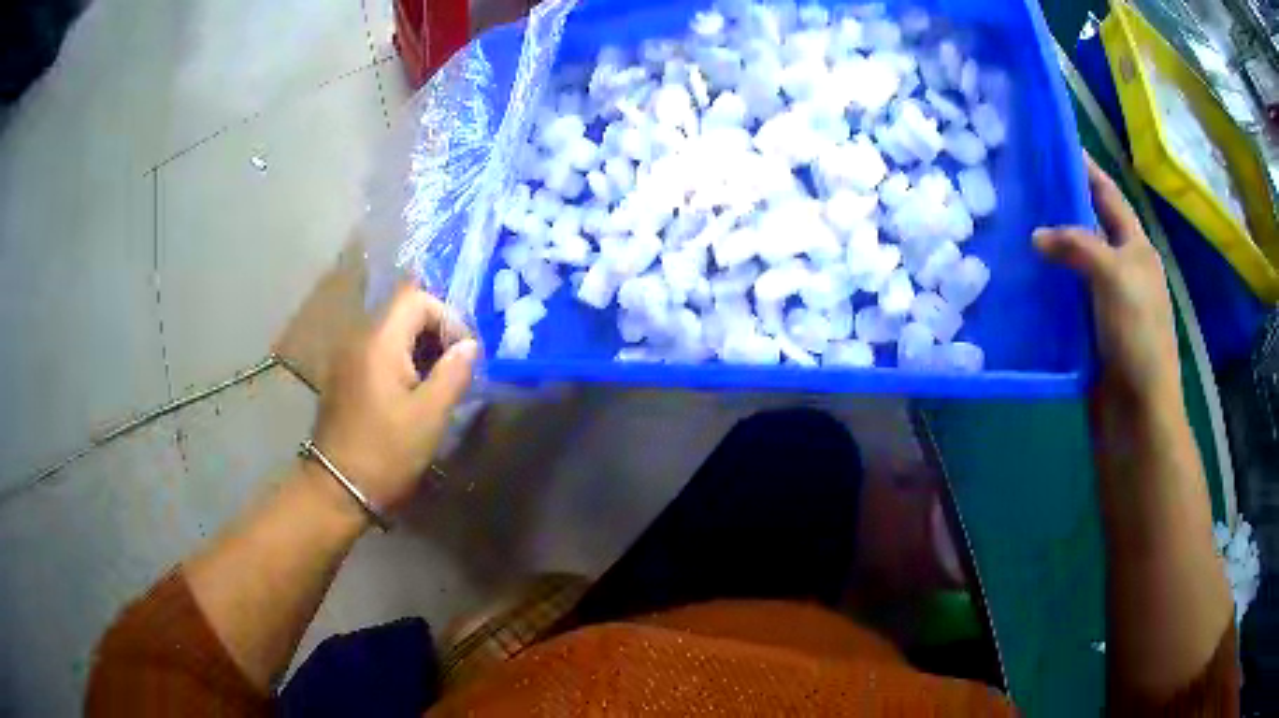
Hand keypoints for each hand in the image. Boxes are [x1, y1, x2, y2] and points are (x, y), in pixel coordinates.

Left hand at [311, 284, 477, 515]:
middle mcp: (358, 339)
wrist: (338, 488)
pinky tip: (409, 395)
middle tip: (454, 370)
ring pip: (390, 333)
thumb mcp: (430, 415)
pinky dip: (399, 362)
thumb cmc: (387, 452)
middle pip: (402, 312)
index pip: (416, 298)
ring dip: (418, 350)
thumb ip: (454, 372)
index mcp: (379, 342)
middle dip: (435, 333)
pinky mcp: (342, 377)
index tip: (463, 354)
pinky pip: (376, 353)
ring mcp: (346, 358)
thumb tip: (470, 345)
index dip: (447, 317)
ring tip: (436, 385)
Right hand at [1033, 154, 1180, 407]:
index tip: (1058, 145)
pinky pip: (1067, 299)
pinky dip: (1050, 287)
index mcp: (1137, 250)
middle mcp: (1124, 270)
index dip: (1087, 170)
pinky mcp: (1092, 332)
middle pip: (1092, 227)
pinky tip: (1025, 281)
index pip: (1109, 197)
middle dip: (1064, 206)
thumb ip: (1078, 246)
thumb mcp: (1114, 277)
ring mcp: (1107, 303)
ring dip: (1053, 249)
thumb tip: (1037, 236)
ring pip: (1077, 264)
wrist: (1137, 412)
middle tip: (1026, 186)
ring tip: (1017, 228)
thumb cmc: (1137, 336)